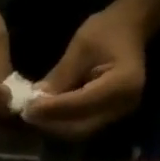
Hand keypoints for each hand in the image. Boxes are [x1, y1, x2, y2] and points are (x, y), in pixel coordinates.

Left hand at [24, 3, 148, 140]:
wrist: (131, 29)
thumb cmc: (107, 30)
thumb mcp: (81, 46)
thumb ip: (60, 76)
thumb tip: (35, 100)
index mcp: (121, 84)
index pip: (81, 104)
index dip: (53, 109)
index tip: (28, 108)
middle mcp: (123, 106)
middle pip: (80, 127)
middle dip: (52, 123)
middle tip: (27, 115)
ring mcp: (119, 115)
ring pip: (80, 131)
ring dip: (55, 127)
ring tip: (35, 116)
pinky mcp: (111, 117)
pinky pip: (84, 127)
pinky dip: (64, 124)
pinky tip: (48, 115)